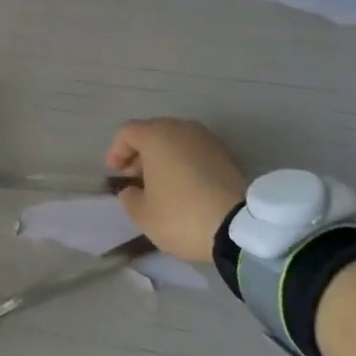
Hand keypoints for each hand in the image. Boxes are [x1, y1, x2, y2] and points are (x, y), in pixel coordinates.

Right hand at [106, 119, 249, 262]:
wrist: (240, 227)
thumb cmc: (182, 215)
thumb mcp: (143, 214)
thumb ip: (129, 197)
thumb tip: (131, 189)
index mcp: (156, 136)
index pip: (126, 133)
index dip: (116, 151)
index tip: (114, 173)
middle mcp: (181, 128)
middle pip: (152, 133)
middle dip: (140, 153)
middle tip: (134, 177)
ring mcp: (206, 139)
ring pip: (175, 141)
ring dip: (163, 157)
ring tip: (160, 183)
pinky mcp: (226, 154)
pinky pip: (194, 151)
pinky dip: (184, 162)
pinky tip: (183, 185)